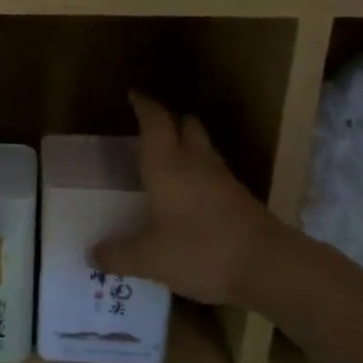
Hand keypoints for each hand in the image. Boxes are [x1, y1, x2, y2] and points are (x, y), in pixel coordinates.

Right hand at [91, 92, 271, 305]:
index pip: (155, 120)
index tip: (133, 95)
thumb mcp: (150, 259)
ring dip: (188, 145)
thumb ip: (119, 255)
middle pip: (186, 124)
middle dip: (170, 121)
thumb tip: (93, 254)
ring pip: (203, 146)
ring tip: (170, 160)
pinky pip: (215, 172)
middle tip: (152, 129)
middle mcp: (195, 162)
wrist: (269, 266)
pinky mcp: (241, 198)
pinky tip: (192, 195)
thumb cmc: (201, 250)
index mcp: (167, 165)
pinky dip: (201, 173)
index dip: (143, 105)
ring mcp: (223, 178)